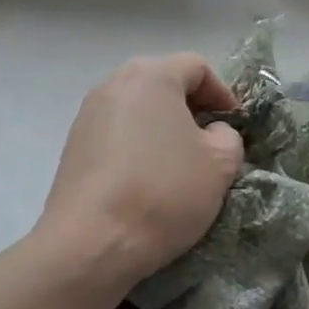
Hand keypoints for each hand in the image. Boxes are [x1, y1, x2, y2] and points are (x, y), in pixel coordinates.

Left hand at [38, 53, 245, 287]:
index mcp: (151, 76)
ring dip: (162, 129)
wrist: (93, 241)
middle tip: (210, 142)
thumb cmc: (164, 193)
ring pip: (136, 110)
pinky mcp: (72, 147)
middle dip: (191, 109)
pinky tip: (147, 182)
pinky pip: (116, 135)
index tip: (236, 126)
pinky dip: (137, 147)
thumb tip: (212, 133)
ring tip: (179, 165)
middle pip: (161, 84)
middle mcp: (113, 85)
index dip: (223, 93)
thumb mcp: (219, 165)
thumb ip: (228, 137)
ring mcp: (86, 115)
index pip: (196, 67)